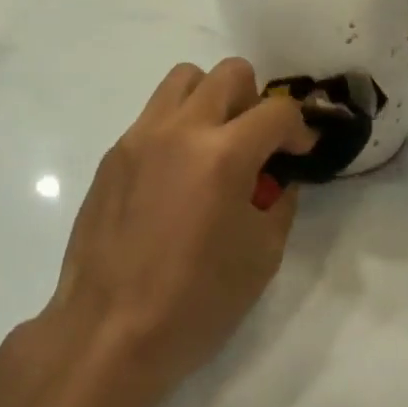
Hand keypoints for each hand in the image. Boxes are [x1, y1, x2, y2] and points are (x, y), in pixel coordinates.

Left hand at [41, 59, 313, 406]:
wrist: (108, 333)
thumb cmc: (194, 303)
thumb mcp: (261, 257)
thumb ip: (278, 201)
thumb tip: (276, 177)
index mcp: (223, 154)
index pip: (277, 111)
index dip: (299, 128)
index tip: (299, 152)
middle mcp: (180, 130)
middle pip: (230, 73)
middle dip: (255, 101)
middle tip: (255, 144)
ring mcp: (140, 136)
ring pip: (184, 78)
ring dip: (211, 99)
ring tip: (214, 145)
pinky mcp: (114, 153)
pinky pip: (154, 114)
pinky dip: (177, 127)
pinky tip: (175, 177)